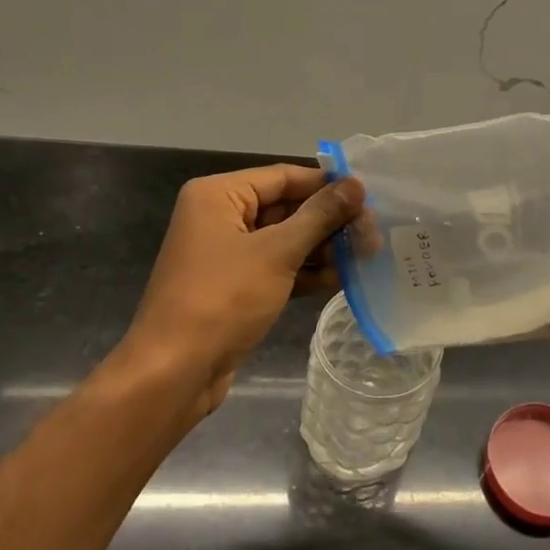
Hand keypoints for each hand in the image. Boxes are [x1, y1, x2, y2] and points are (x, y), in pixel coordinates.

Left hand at [118, 165, 363, 418]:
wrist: (175, 372)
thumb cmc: (223, 298)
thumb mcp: (277, 252)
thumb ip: (320, 216)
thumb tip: (356, 184)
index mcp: (219, 195)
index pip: (284, 177)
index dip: (327, 185)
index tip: (370, 195)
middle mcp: (220, 217)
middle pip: (287, 208)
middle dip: (330, 221)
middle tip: (374, 232)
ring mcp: (228, 254)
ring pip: (286, 240)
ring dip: (324, 248)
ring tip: (368, 255)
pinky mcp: (236, 287)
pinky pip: (278, 267)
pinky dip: (307, 272)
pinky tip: (344, 278)